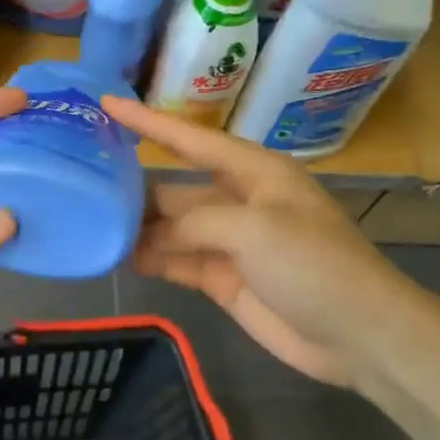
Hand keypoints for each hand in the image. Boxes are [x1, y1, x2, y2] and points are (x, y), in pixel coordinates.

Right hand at [105, 96, 407, 389]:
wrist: (357, 335)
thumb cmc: (314, 265)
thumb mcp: (256, 229)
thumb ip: (197, 222)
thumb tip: (155, 236)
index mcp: (254, 173)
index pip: (191, 140)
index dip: (149, 122)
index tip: (107, 104)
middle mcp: (238, 201)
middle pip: (175, 189)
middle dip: (135, 188)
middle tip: (82, 185)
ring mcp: (229, 243)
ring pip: (171, 228)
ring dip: (138, 229)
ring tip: (90, 225)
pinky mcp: (223, 279)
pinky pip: (177, 262)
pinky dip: (151, 260)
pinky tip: (119, 258)